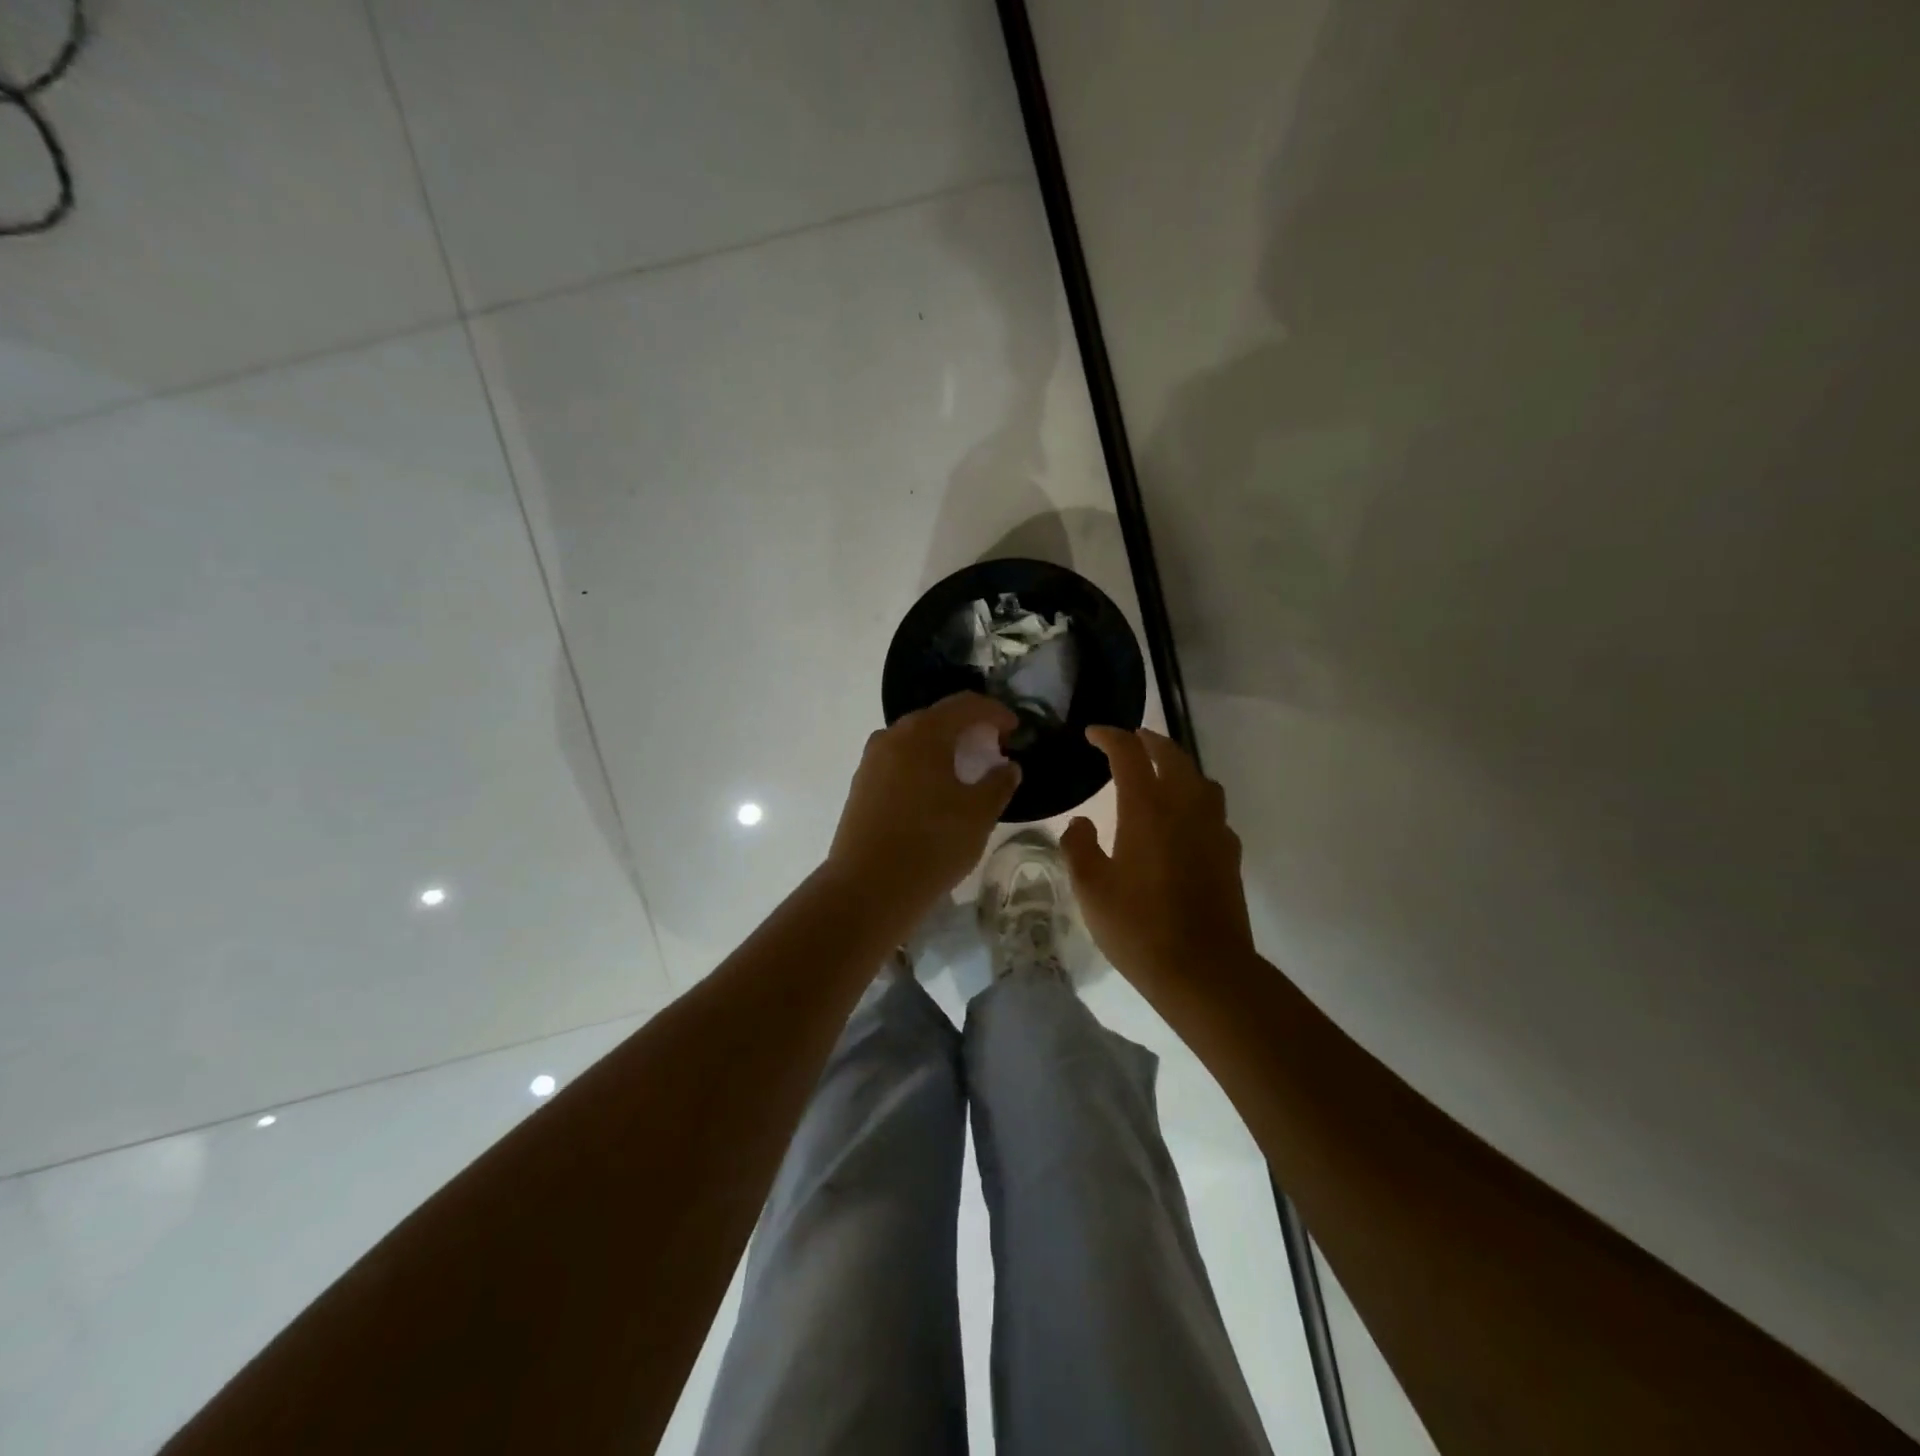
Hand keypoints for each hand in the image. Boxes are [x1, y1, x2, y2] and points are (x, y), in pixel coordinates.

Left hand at [826, 693, 1021, 923]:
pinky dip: (923, 764)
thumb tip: (1008, 767)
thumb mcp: (978, 814)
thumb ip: (998, 783)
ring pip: (915, 740)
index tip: (1015, 730)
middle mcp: (892, 736)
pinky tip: (936, 791)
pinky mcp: (861, 785)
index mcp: (923, 733)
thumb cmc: (931, 844)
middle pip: (937, 718)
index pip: (965, 705)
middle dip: (969, 728)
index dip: (995, 712)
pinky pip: (899, 761)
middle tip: (993, 749)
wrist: (868, 888)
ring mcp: (871, 761)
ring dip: (944, 747)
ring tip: (966, 771)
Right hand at [1061, 728, 1255, 998]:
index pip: (1129, 754)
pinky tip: (1183, 822)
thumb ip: (1079, 847)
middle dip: (1148, 741)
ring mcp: (1214, 829)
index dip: (1110, 736)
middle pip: (1172, 755)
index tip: (1093, 734)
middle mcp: (1185, 807)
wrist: (1204, 970)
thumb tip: (1080, 823)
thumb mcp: (1091, 889)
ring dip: (1177, 766)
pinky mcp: (1229, 852)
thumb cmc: (1138, 927)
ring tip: (1158, 775)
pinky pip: (1213, 809)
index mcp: (1147, 809)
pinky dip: (1195, 799)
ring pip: (1200, 778)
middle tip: (1129, 741)